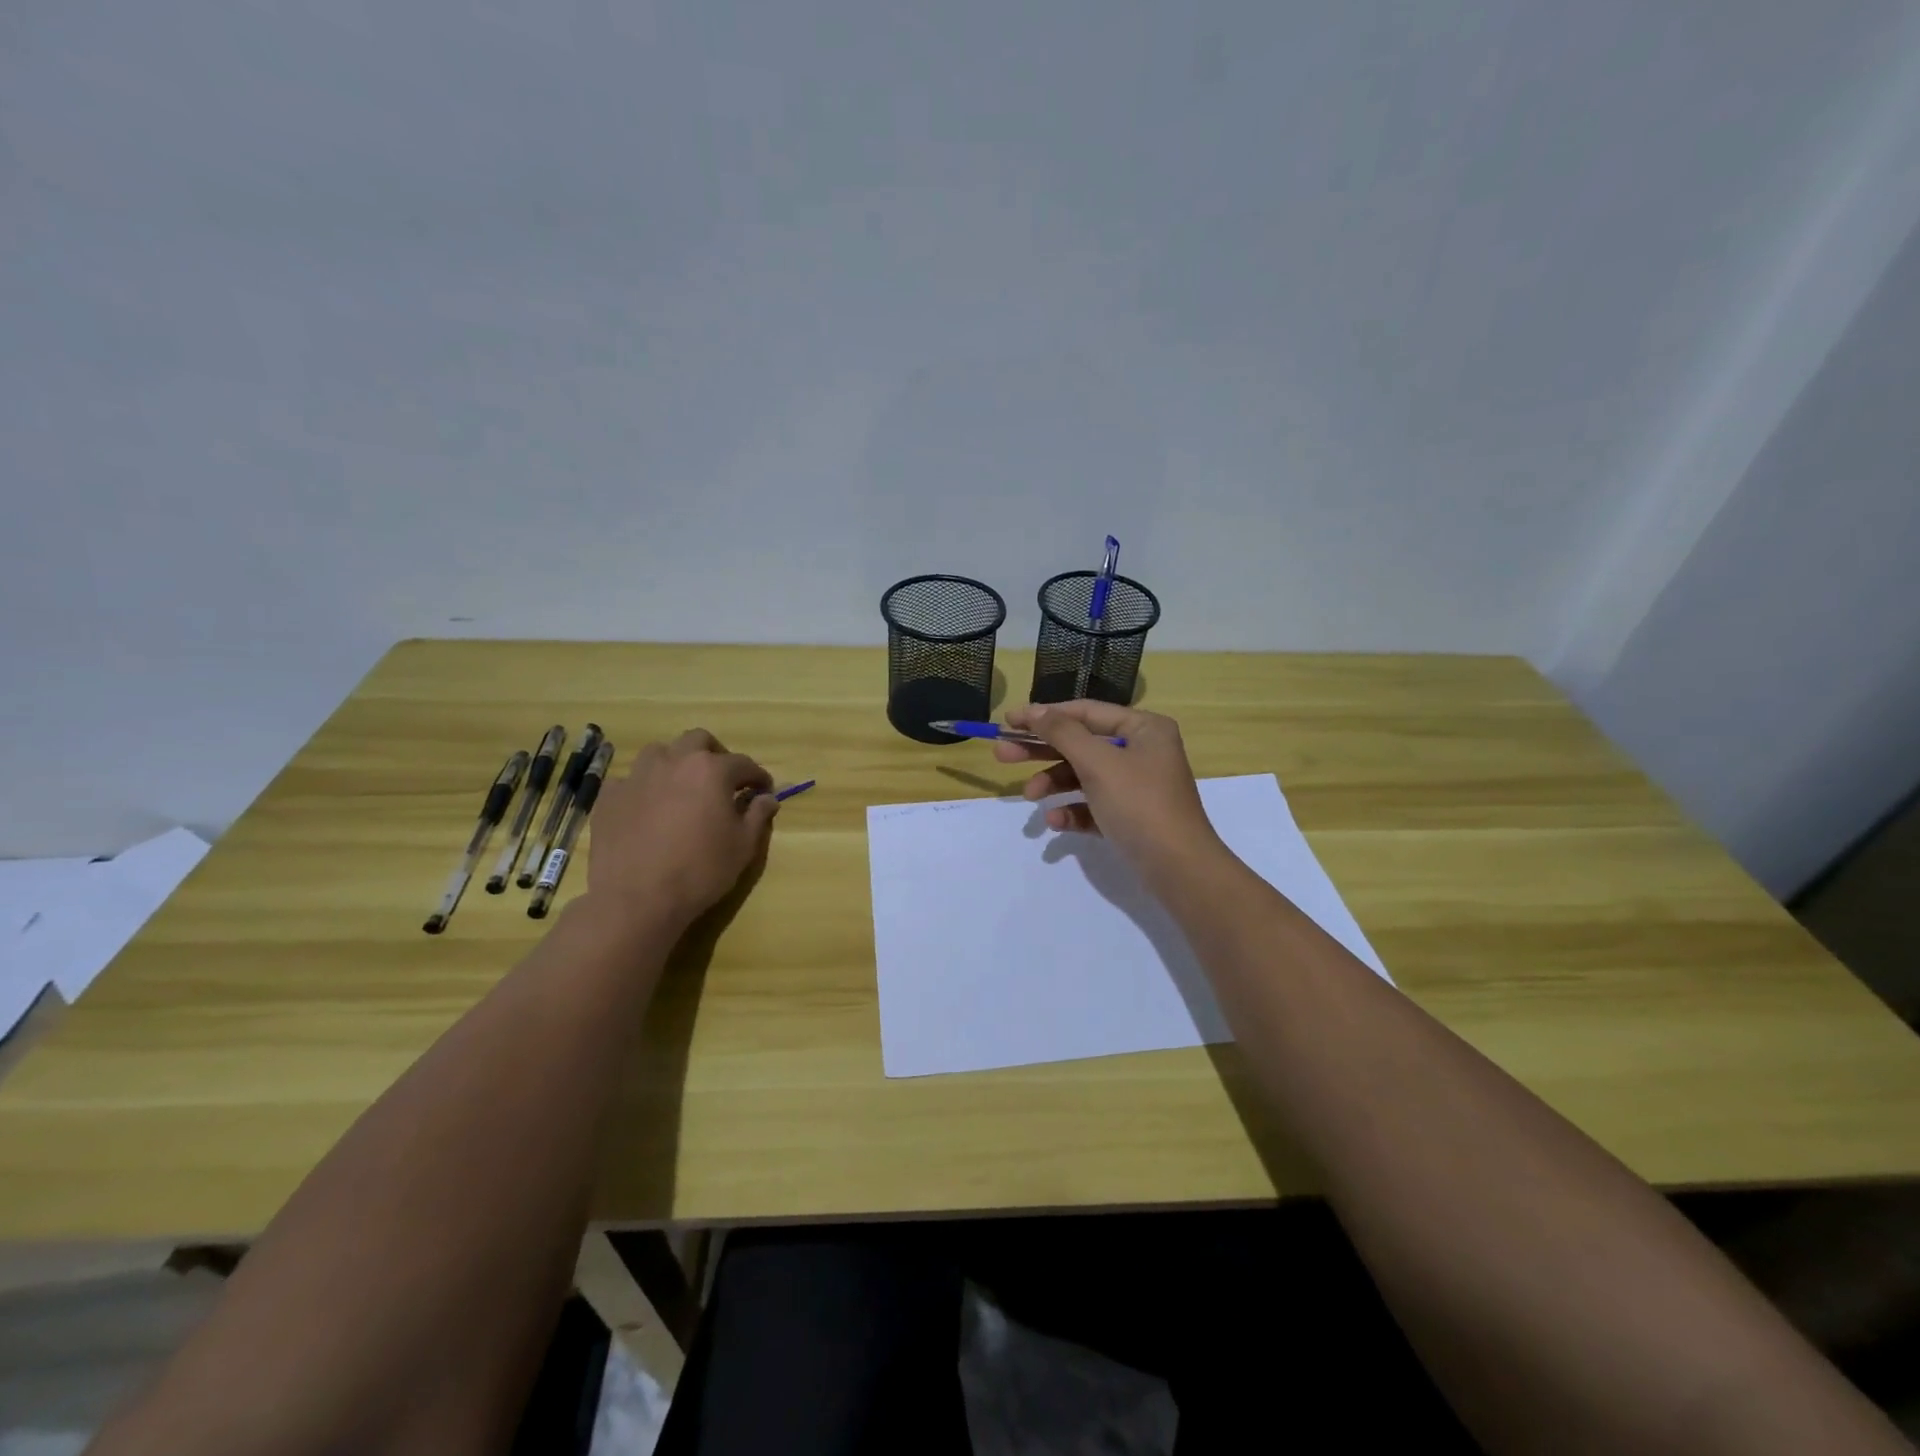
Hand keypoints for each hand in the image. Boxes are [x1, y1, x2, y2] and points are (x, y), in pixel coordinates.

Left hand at [585, 729, 778, 932]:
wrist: (636, 899)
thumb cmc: (700, 871)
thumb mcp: (743, 846)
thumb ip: (758, 815)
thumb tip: (767, 798)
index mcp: (711, 770)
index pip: (743, 763)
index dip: (757, 777)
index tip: (763, 791)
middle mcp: (674, 761)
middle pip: (698, 741)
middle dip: (715, 755)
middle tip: (722, 781)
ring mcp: (637, 776)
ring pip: (660, 752)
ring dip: (676, 763)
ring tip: (682, 788)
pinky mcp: (609, 796)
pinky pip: (630, 780)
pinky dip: (644, 787)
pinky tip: (647, 809)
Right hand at [991, 701, 1227, 887]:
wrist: (1179, 869)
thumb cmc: (1140, 805)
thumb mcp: (1098, 763)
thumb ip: (1063, 733)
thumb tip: (1033, 710)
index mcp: (1144, 728)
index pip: (1085, 712)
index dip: (1045, 715)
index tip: (1008, 722)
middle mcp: (1142, 751)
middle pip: (1080, 743)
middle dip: (1042, 751)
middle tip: (1003, 754)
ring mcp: (1136, 786)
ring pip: (1083, 776)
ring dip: (1054, 784)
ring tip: (1030, 797)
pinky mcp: (1129, 817)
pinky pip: (1093, 805)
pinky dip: (1073, 810)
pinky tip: (1055, 822)